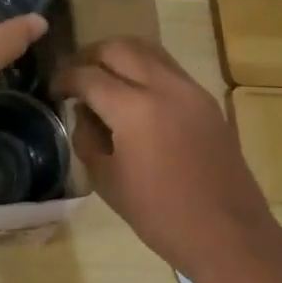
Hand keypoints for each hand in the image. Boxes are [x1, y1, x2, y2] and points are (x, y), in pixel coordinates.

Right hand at [55, 37, 277, 275]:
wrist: (228, 234)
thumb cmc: (159, 215)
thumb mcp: (107, 180)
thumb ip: (87, 137)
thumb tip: (84, 112)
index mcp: (134, 109)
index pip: (88, 76)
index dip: (64, 79)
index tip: (53, 91)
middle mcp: (164, 87)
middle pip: (118, 48)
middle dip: (90, 56)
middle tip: (76, 78)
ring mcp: (190, 90)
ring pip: (147, 50)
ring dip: (119, 57)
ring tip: (103, 79)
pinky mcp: (206, 100)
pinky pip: (168, 68)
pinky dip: (144, 69)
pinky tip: (134, 96)